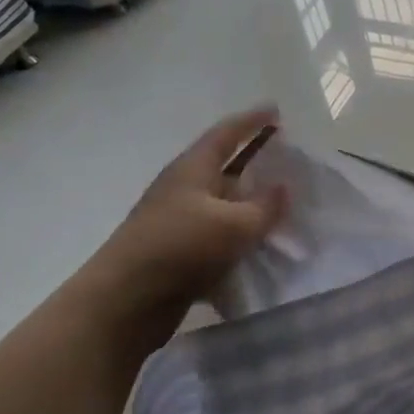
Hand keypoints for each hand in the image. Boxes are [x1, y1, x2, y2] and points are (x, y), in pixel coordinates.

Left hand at [79, 105, 288, 323]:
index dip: (252, 120)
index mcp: (193, 169)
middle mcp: (185, 189)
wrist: (124, 303)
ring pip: (225, 204)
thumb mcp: (234, 225)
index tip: (276, 110)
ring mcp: (180, 222)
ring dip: (252, 203)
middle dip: (256, 161)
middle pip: (226, 167)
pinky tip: (265, 246)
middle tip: (289, 158)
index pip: (226, 133)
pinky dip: (241, 236)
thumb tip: (283, 187)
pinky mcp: (180, 253)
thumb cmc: (180, 248)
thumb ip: (265, 206)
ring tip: (286, 205)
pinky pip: (219, 236)